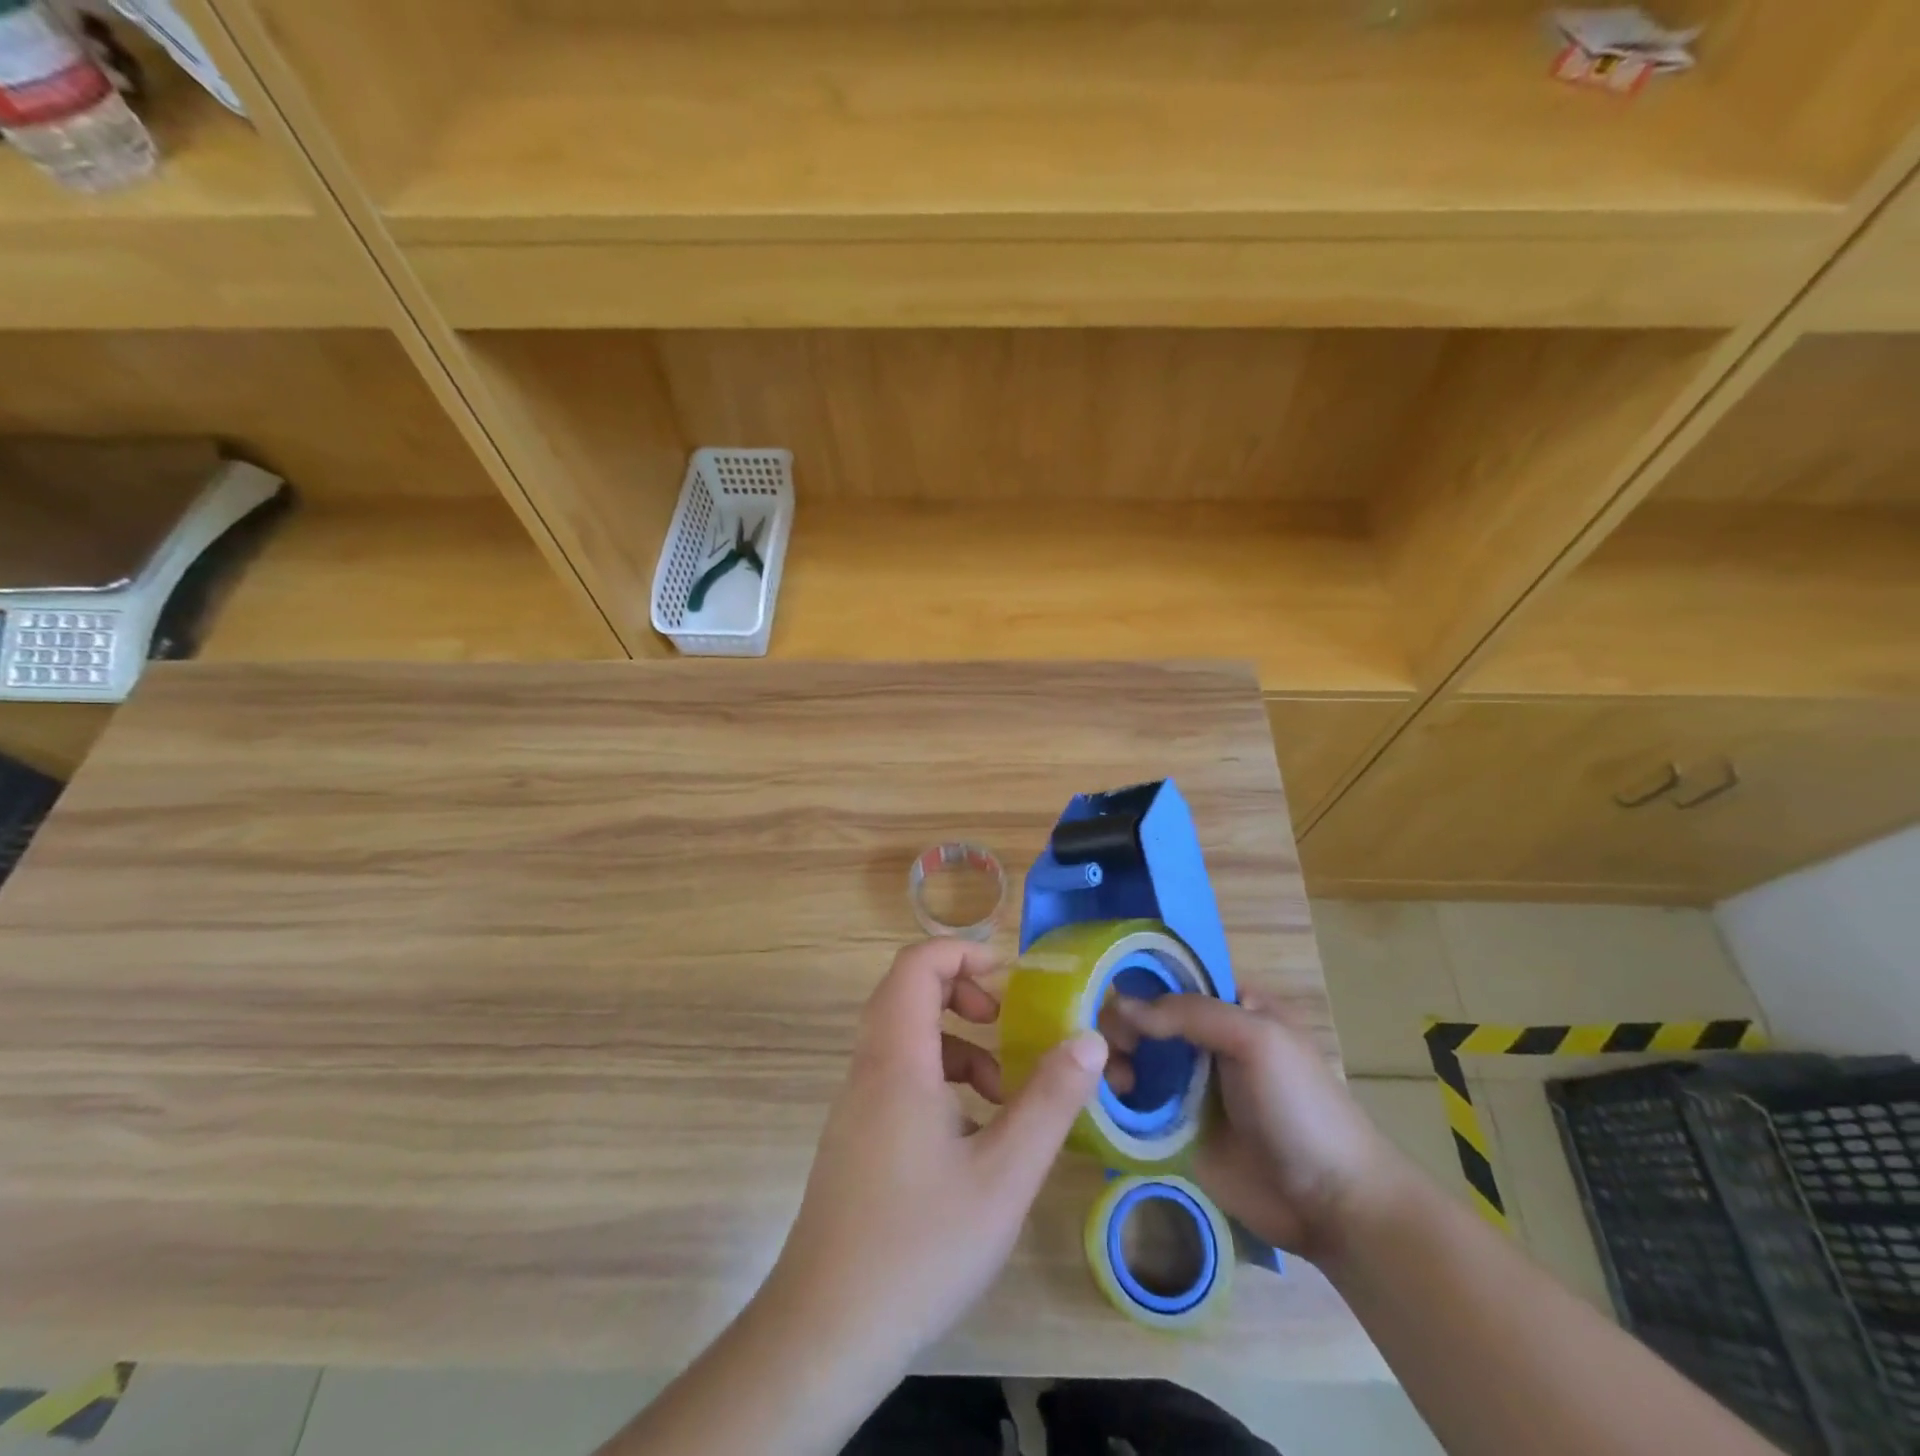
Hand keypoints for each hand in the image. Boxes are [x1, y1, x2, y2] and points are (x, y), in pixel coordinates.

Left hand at [764, 939, 1108, 1374]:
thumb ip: (1049, 1101)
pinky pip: (897, 1076)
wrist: (826, 1331)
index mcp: (897, 1059)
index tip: (1010, 977)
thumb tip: (1089, 1039)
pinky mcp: (855, 1136)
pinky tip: (972, 1135)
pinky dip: (938, 1079)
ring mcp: (856, 1103)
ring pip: (904, 1038)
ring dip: (955, 1044)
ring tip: (1002, 1091)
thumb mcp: (1003, 1176)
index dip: (963, 952)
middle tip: (1006, 1023)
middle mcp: (869, 1067)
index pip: (916, 964)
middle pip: (907, 993)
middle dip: (963, 994)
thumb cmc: (920, 1245)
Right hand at [1105, 993, 1409, 1260]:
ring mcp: (1188, 1087)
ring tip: (1114, 1080)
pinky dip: (1114, 1097)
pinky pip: (1134, 1104)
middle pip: (1145, 1019)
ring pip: (1133, 1059)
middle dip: (1119, 1026)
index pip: (1172, 980)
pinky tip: (1106, 1102)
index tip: (1107, 996)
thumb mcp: (1255, 1039)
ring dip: (1112, 1061)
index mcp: (1230, 1007)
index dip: (1138, 982)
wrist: (1331, 1203)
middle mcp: (1204, 1041)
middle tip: (1107, 1047)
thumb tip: (1119, 1005)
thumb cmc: (1300, 1107)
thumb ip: (1190, 1014)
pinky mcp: (1174, 1130)